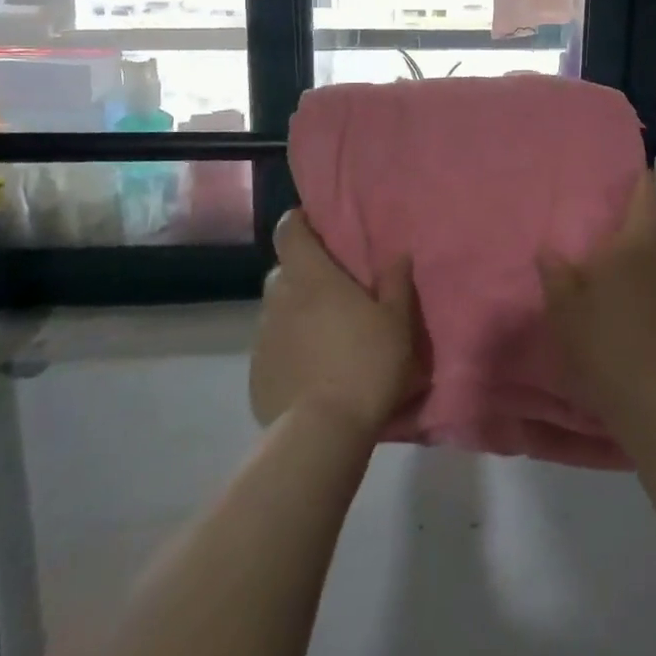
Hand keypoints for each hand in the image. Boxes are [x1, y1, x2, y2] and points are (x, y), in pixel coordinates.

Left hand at [250, 210, 418, 438]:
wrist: (323, 432)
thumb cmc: (366, 364)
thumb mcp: (397, 322)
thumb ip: (396, 283)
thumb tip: (398, 254)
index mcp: (312, 277)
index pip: (289, 231)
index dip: (298, 222)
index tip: (314, 225)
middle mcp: (280, 299)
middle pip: (284, 271)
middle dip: (303, 272)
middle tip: (332, 288)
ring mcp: (263, 337)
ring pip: (277, 310)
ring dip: (296, 312)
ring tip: (324, 333)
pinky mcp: (257, 373)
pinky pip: (272, 347)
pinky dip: (288, 348)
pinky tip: (311, 369)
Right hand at [538, 171, 655, 422]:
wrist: (652, 403)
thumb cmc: (602, 343)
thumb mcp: (563, 308)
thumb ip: (555, 274)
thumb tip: (549, 249)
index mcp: (634, 248)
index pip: (645, 201)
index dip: (642, 182)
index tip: (637, 169)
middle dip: (645, 218)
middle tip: (619, 218)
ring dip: (647, 254)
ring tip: (619, 263)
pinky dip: (649, 287)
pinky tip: (629, 307)